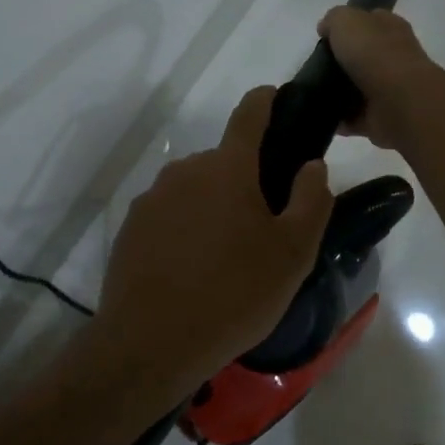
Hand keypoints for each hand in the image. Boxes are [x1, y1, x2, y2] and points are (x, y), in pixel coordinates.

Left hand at [97, 87, 332, 380]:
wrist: (149, 344)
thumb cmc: (233, 294)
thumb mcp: (293, 253)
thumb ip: (312, 200)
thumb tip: (312, 165)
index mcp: (227, 167)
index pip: (250, 112)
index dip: (268, 100)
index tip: (279, 100)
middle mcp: (185, 170)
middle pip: (224, 160)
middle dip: (246, 179)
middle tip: (265, 224)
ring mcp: (153, 198)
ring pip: (196, 188)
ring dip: (215, 206)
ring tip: (228, 255)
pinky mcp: (131, 227)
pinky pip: (170, 214)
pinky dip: (187, 227)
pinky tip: (194, 269)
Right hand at [317, 7, 440, 148]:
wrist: (399, 101)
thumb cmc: (374, 53)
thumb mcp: (346, 20)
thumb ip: (334, 19)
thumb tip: (326, 29)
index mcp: (390, 28)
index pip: (369, 21)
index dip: (348, 26)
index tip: (325, 37)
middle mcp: (393, 56)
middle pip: (362, 57)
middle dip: (340, 63)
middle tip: (314, 67)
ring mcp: (389, 89)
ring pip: (358, 88)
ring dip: (338, 93)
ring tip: (313, 93)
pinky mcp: (381, 117)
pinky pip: (355, 118)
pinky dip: (340, 120)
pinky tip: (322, 116)